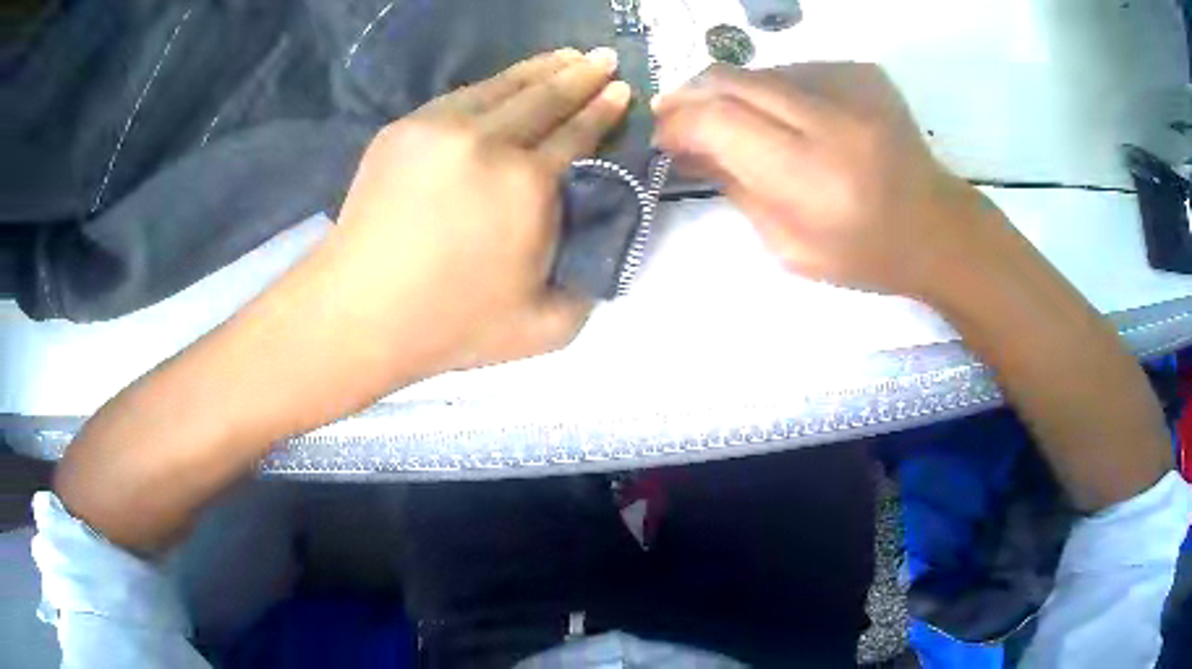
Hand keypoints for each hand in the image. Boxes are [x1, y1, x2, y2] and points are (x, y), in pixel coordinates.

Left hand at [321, 47, 630, 379]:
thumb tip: (598, 249)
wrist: (360, 313)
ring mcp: (442, 128)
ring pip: (503, 86)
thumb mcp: (544, 327)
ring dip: (540, 68)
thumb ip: (587, 289)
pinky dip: (492, 84)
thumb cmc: (450, 324)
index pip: (578, 134)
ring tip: (566, 55)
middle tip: (604, 57)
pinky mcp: (405, 129)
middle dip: (581, 75)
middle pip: (545, 97)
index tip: (621, 90)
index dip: (603, 110)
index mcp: (529, 185)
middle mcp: (489, 143)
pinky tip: (505, 81)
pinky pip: (460, 95)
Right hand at [653, 62, 1004, 297]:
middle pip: (731, 79)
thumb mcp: (788, 247)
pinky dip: (773, 91)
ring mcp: (851, 85)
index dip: (677, 122)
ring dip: (732, 93)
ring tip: (735, 123)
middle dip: (690, 95)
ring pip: (758, 70)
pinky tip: (785, 118)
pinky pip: (793, 70)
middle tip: (675, 115)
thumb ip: (733, 188)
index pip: (717, 121)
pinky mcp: (862, 70)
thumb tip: (685, 147)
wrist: (936, 226)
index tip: (662, 137)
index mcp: (812, 175)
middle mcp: (831, 118)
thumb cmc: (864, 253)